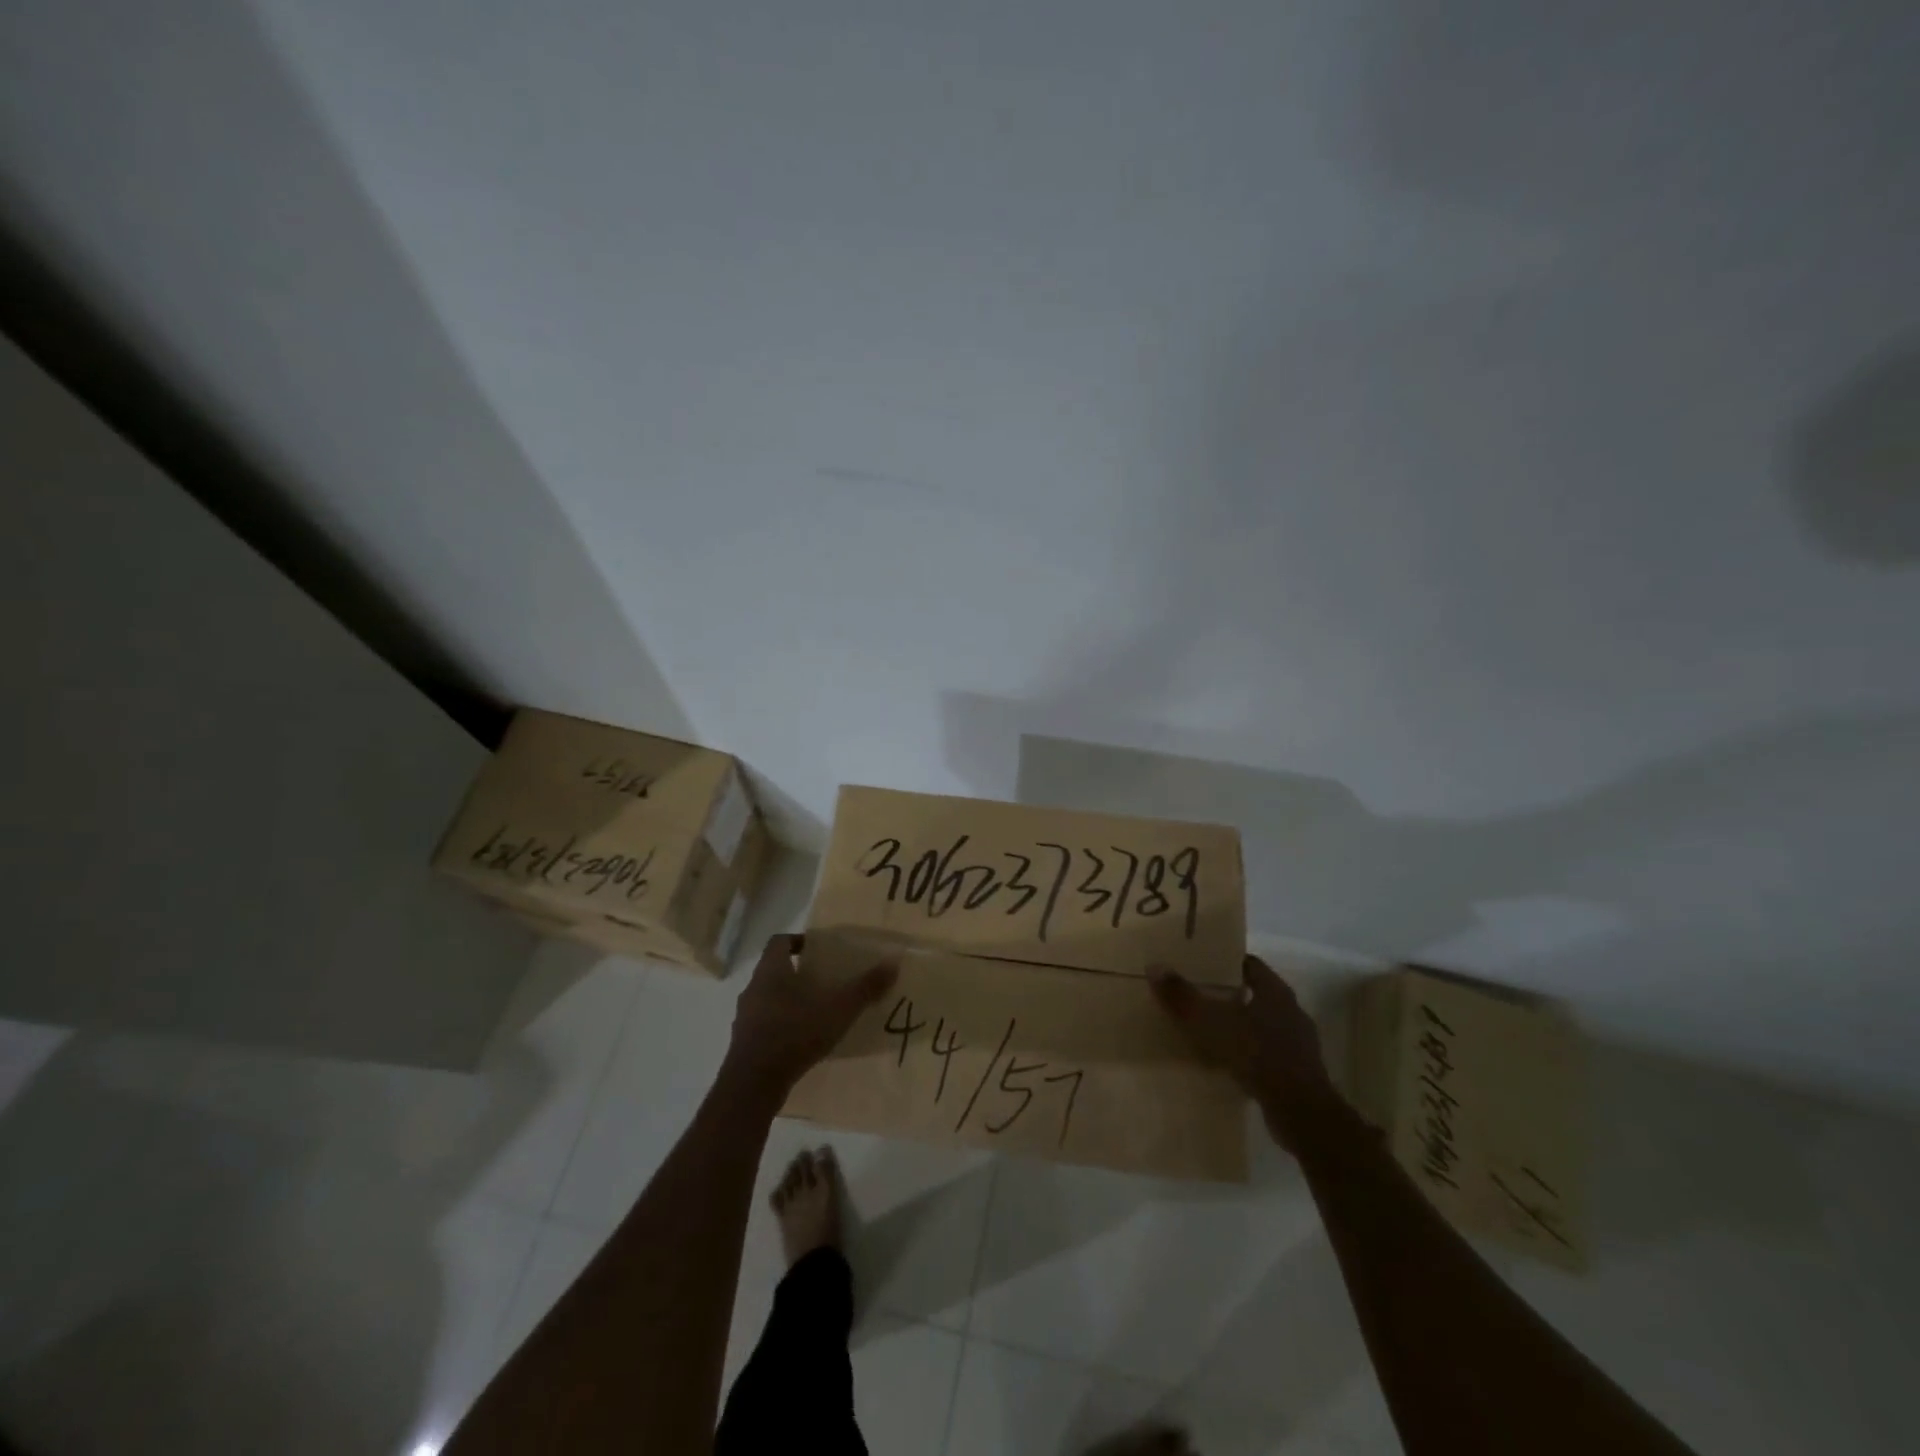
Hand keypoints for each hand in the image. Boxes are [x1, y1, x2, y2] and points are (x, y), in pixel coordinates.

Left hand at [723, 934, 896, 1098]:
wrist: (753, 1085)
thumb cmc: (794, 1034)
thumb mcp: (838, 1009)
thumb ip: (865, 987)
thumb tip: (893, 962)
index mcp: (771, 971)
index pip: (779, 942)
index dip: (799, 941)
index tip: (820, 950)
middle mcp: (754, 988)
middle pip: (776, 970)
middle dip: (800, 974)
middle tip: (827, 981)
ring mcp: (745, 1017)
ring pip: (769, 998)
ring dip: (791, 1001)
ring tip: (818, 1012)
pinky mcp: (744, 1043)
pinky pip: (765, 1024)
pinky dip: (783, 1026)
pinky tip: (803, 1040)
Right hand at [1148, 955, 1338, 1151]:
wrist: (1301, 1111)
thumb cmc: (1258, 1054)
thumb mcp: (1211, 1022)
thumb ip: (1183, 996)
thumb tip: (1154, 967)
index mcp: (1276, 992)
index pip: (1250, 965)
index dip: (1226, 962)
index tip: (1202, 964)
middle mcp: (1291, 1012)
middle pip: (1256, 994)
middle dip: (1229, 994)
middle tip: (1198, 995)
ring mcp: (1298, 1044)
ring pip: (1263, 1025)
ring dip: (1240, 1026)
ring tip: (1209, 1030)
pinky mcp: (1298, 1072)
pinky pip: (1267, 1053)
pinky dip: (1249, 1053)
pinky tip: (1229, 1062)